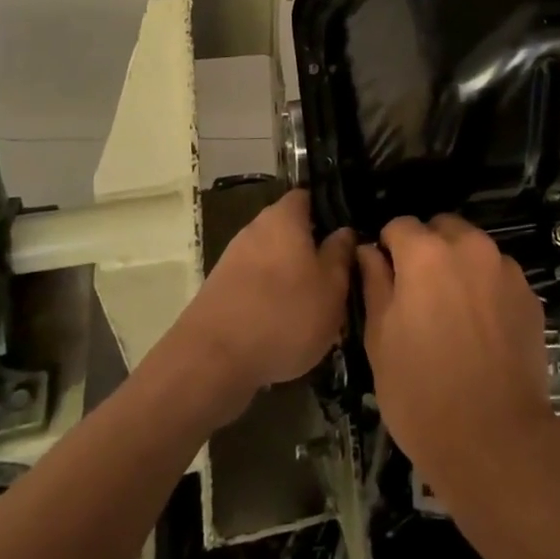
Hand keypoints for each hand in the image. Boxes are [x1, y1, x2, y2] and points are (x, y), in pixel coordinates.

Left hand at [173, 190, 352, 421]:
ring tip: (314, 309)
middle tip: (336, 277)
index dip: (328, 210)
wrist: (212, 361)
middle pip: (290, 231)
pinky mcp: (220, 292)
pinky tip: (284, 329)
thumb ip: (340, 254)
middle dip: (311, 250)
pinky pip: (255, 286)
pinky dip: (271, 300)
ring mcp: (233, 261)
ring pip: (273, 261)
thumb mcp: (331, 287)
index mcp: (284, 218)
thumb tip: (344, 232)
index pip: (308, 197)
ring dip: (292, 278)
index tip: (347, 233)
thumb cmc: (284, 313)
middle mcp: (255, 229)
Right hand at [358, 215, 554, 493]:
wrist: (496, 440)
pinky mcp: (529, 294)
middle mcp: (469, 247)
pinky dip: (486, 288)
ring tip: (453, 313)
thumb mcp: (380, 340)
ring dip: (459, 266)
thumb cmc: (422, 393)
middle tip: (419, 294)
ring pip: (473, 250)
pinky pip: (499, 276)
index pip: (399, 224)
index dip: (388, 248)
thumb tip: (369, 251)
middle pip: (442, 228)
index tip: (386, 277)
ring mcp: (505, 269)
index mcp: (426, 253)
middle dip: (427, 249)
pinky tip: (481, 329)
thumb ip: (374, 284)